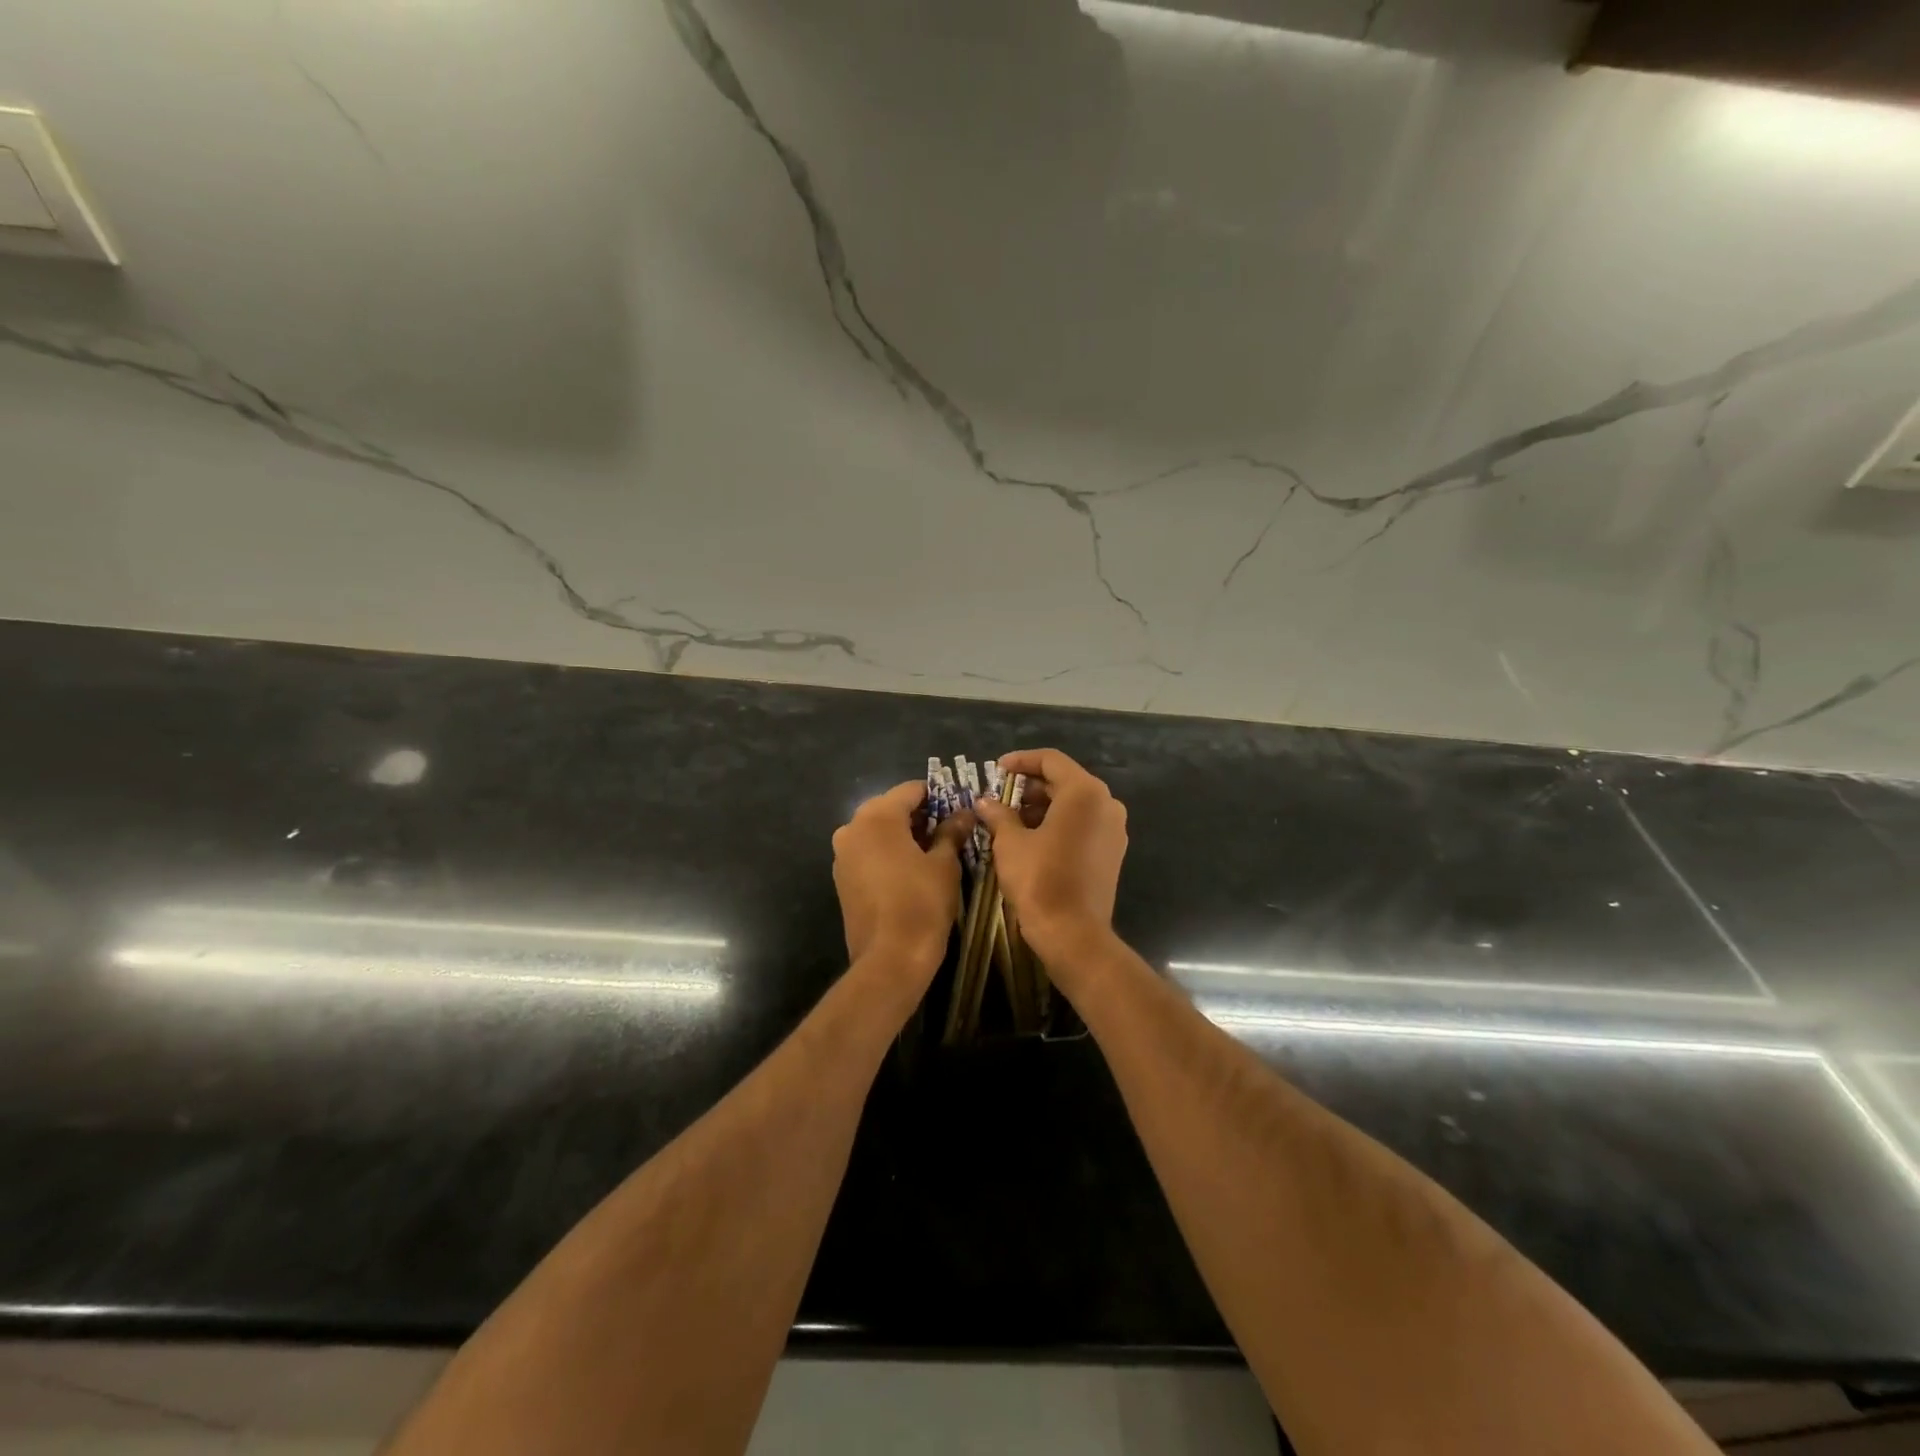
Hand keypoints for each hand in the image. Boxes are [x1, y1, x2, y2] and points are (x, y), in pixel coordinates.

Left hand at [832, 781, 969, 977]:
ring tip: (932, 852)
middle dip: (919, 816)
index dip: (937, 796)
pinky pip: (867, 852)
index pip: (911, 790)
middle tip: (948, 830)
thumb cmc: (922, 903)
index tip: (958, 808)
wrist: (890, 958)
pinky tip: (909, 870)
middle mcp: (852, 827)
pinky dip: (887, 853)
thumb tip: (964, 813)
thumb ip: (951, 832)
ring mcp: (842, 854)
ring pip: (877, 830)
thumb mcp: (944, 864)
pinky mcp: (841, 878)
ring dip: (902, 835)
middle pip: (890, 808)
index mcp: (877, 816)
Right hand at [972, 748, 1126, 965]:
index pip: (1051, 760)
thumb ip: (998, 814)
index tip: (996, 769)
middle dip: (1030, 786)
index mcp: (1085, 792)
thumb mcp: (1011, 843)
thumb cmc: (1039, 880)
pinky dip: (1058, 822)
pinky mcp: (1112, 851)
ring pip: (1074, 803)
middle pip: (1065, 780)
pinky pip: (1083, 823)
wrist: (1073, 933)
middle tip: (1000, 795)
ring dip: (1043, 805)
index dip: (1021, 760)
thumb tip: (984, 802)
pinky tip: (1031, 836)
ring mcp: (1113, 828)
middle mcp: (1106, 803)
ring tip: (1010, 818)